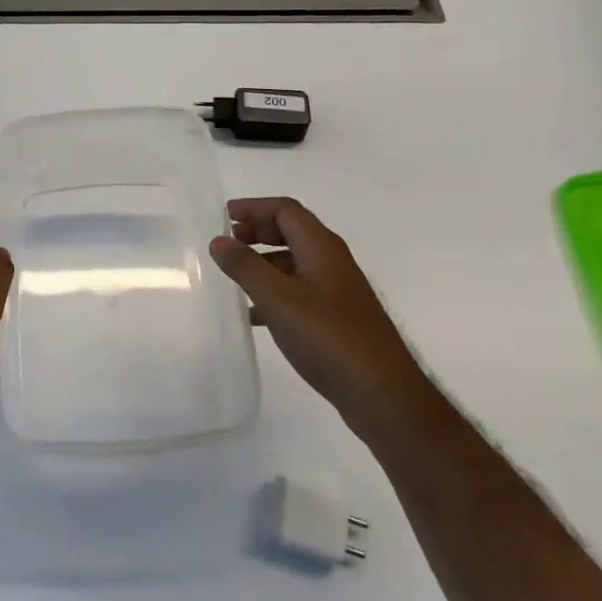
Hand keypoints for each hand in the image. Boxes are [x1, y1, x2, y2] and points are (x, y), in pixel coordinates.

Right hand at [209, 197, 416, 415]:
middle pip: (292, 231)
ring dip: (264, 261)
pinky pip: (299, 289)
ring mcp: (337, 289)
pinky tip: (255, 314)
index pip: (285, 210)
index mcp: (321, 247)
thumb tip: (219, 240)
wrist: (381, 393)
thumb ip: (246, 267)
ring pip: (294, 261)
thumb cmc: (328, 337)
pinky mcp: (337, 316)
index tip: (224, 216)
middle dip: (258, 231)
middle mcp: (332, 261)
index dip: (254, 207)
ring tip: (235, 277)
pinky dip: (275, 290)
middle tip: (228, 242)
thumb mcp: (278, 299)